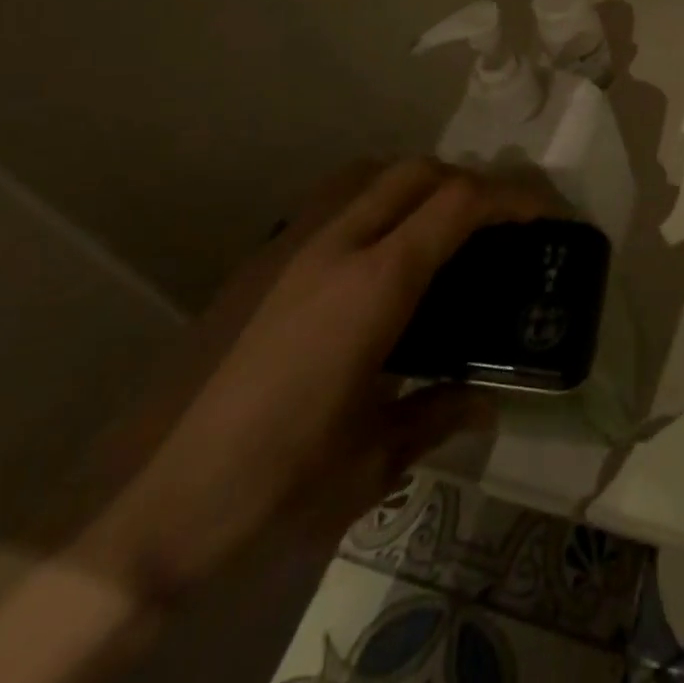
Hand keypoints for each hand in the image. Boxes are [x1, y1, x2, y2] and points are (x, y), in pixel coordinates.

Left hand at [81, 159, 544, 598]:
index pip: (459, 204)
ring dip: (419, 181)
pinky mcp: (257, 259)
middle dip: (470, 182)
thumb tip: (485, 401)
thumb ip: (437, 416)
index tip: (546, 212)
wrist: (137, 510)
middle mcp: (335, 243)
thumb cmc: (268, 486)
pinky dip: (374, 197)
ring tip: (441, 225)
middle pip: (419, 172)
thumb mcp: (369, 463)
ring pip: (370, 172)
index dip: (513, 196)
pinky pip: (332, 198)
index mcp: (375, 284)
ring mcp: (289, 244)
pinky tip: (375, 252)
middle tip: (499, 221)